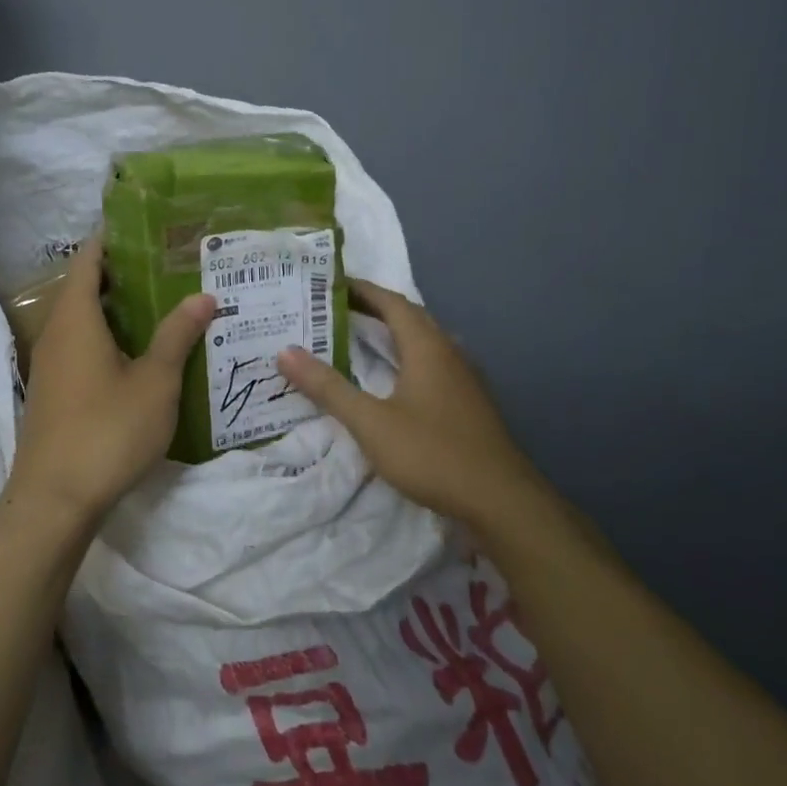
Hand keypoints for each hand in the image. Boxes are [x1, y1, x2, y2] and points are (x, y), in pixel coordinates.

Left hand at [6, 239, 215, 525]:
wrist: (54, 500)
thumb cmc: (107, 431)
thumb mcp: (154, 382)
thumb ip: (177, 335)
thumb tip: (203, 296)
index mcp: (76, 318)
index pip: (90, 258)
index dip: (115, 238)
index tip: (150, 228)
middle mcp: (56, 333)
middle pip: (87, 287)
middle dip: (126, 273)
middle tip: (172, 266)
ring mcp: (51, 364)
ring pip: (85, 320)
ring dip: (119, 309)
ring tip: (165, 304)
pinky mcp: (55, 391)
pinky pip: (81, 347)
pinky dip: (109, 337)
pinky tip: (142, 353)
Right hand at [277, 279, 544, 525]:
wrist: (502, 502)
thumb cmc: (432, 453)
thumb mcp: (370, 422)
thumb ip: (328, 387)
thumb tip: (285, 351)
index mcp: (428, 348)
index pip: (393, 303)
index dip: (362, 290)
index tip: (331, 283)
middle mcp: (450, 354)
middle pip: (411, 319)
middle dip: (375, 309)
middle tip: (336, 310)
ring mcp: (465, 380)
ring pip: (424, 343)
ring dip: (393, 334)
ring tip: (359, 339)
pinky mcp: (469, 404)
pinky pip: (433, 366)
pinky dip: (406, 360)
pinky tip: (394, 381)